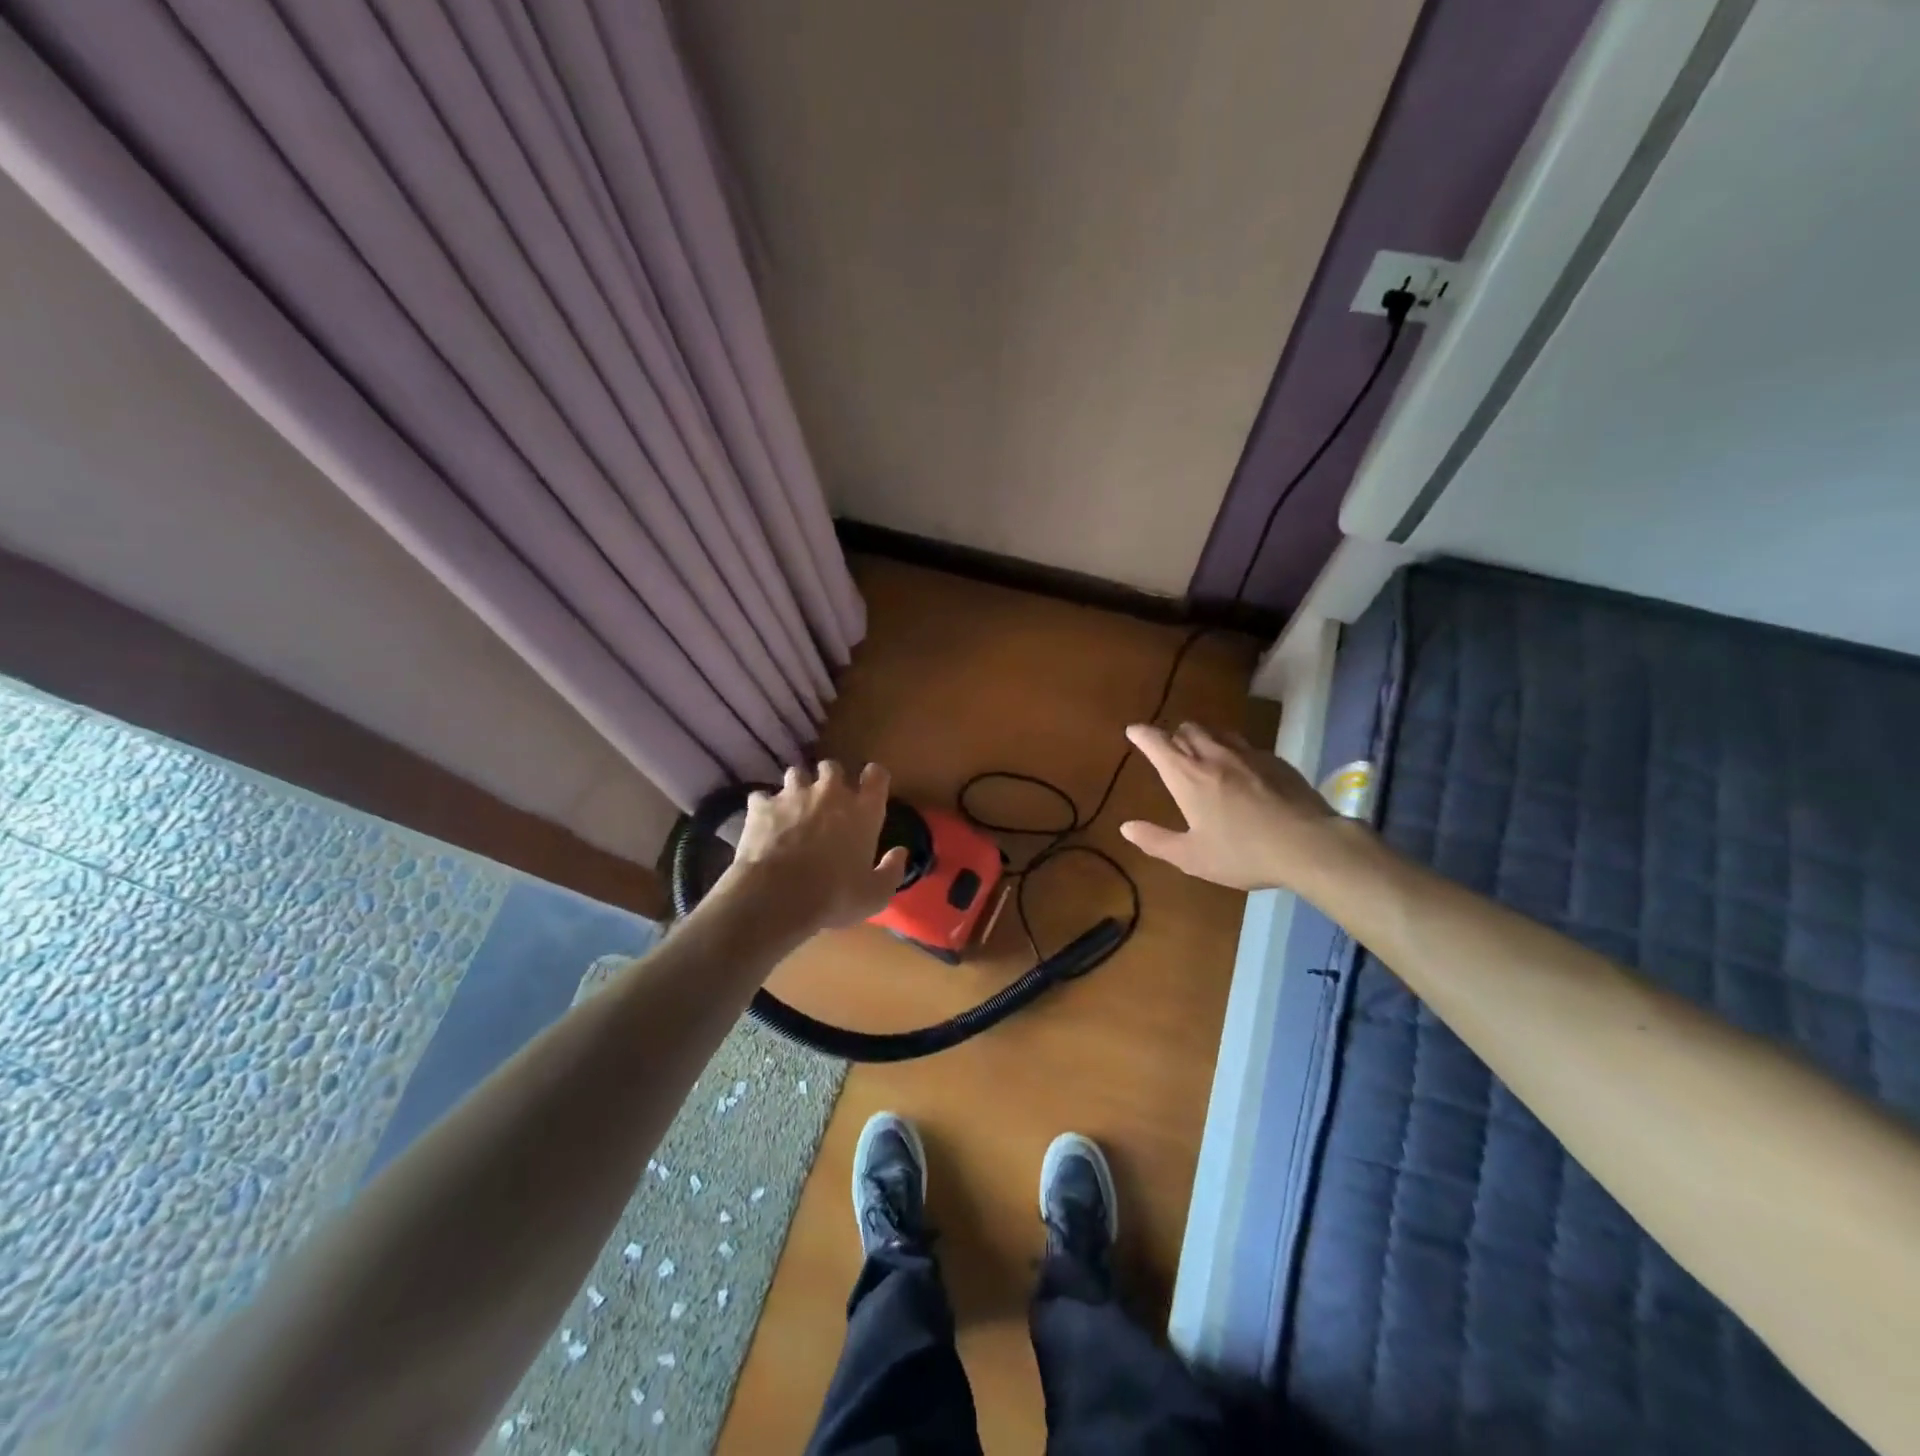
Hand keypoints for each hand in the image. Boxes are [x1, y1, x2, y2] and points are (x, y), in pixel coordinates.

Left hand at [717, 761, 909, 934]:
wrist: (777, 896)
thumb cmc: (834, 896)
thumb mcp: (874, 895)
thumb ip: (892, 871)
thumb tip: (901, 852)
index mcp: (863, 810)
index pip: (876, 776)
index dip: (873, 777)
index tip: (870, 787)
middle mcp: (830, 793)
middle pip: (833, 767)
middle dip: (830, 779)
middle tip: (827, 800)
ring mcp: (793, 795)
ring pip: (796, 774)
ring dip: (797, 788)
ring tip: (793, 807)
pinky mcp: (762, 805)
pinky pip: (762, 797)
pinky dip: (764, 807)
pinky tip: (763, 823)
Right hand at [1119, 722, 1347, 891]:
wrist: (1308, 845)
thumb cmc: (1242, 853)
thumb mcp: (1192, 857)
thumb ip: (1156, 841)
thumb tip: (1126, 827)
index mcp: (1188, 776)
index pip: (1158, 743)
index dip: (1142, 734)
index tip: (1133, 730)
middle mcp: (1214, 756)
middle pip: (1188, 729)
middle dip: (1174, 735)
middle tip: (1171, 749)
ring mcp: (1248, 754)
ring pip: (1218, 732)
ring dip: (1204, 737)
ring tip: (1204, 753)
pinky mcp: (1275, 760)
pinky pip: (1246, 746)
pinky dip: (1234, 750)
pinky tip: (1242, 770)